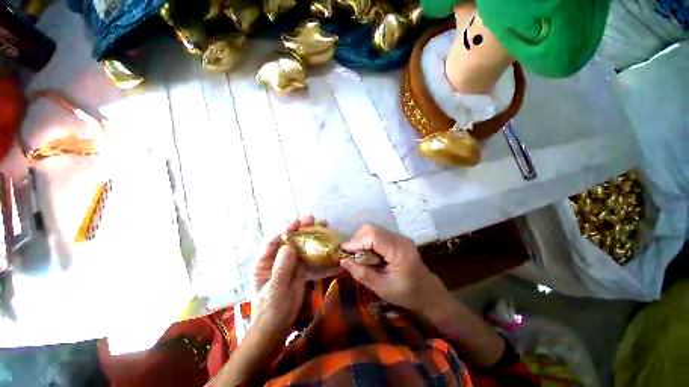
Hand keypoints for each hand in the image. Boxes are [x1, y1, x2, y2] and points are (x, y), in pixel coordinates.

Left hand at [251, 215, 331, 335]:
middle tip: (313, 219)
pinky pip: (310, 257)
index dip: (285, 229)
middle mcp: (277, 258)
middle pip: (289, 239)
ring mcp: (290, 263)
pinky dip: (319, 251)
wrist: (278, 327)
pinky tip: (329, 245)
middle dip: (301, 228)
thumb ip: (281, 269)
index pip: (273, 241)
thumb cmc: (270, 311)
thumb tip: (288, 246)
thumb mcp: (275, 291)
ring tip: (324, 225)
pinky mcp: (300, 268)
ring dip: (312, 236)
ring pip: (301, 245)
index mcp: (264, 262)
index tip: (297, 222)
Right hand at [340, 225, 452, 315]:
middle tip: (350, 254)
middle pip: (373, 228)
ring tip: (358, 255)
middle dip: (357, 239)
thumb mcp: (382, 288)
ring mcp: (400, 237)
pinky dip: (368, 241)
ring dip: (362, 239)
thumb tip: (342, 261)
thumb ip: (362, 274)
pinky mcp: (398, 238)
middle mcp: (400, 239)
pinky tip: (368, 253)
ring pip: (374, 229)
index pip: (374, 236)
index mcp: (400, 251)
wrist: (428, 292)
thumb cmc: (406, 294)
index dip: (356, 241)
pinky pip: (378, 234)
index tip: (343, 251)